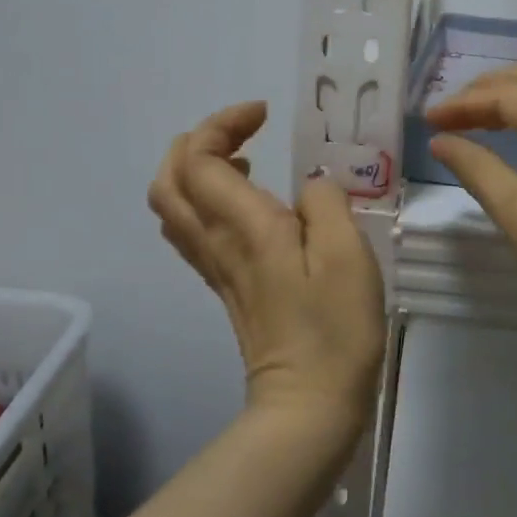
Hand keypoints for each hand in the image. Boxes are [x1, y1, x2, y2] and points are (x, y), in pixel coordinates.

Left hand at [148, 102, 385, 432]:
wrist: (309, 403)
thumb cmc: (335, 328)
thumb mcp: (347, 254)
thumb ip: (326, 202)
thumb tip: (309, 187)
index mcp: (244, 226)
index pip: (201, 158)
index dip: (223, 123)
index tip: (264, 114)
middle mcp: (216, 242)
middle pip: (169, 179)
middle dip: (197, 141)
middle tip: (244, 131)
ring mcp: (215, 267)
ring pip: (172, 206)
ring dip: (195, 169)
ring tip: (244, 159)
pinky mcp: (224, 285)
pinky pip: (191, 230)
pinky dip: (204, 199)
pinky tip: (247, 203)